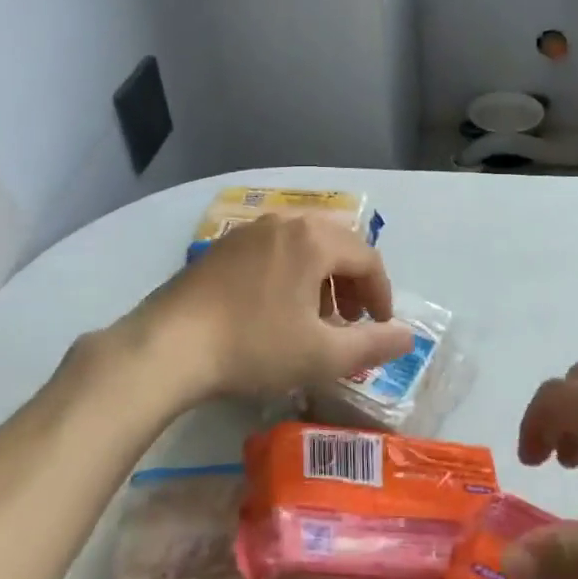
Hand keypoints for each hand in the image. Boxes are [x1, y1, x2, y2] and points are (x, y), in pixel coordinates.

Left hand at [115, 214, 413, 402]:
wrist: (168, 347)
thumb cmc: (254, 347)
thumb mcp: (323, 355)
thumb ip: (373, 344)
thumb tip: (408, 337)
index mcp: (314, 240)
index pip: (367, 258)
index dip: (381, 294)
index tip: (380, 327)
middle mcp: (284, 223)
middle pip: (336, 244)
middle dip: (352, 282)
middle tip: (352, 320)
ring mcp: (249, 231)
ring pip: (303, 245)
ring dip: (322, 277)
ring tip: (316, 317)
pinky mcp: (222, 248)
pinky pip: (273, 250)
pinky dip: (290, 273)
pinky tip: (277, 309)